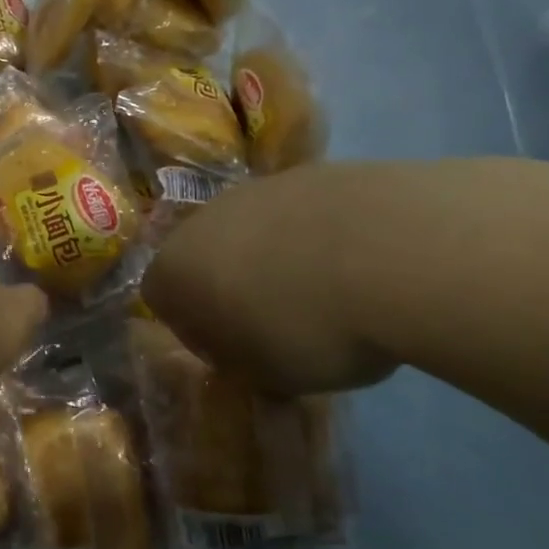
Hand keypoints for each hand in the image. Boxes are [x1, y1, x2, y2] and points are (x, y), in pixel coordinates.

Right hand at [142, 165, 396, 396]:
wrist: (389, 251)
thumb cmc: (308, 327)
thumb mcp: (269, 376)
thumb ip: (243, 363)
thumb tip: (245, 353)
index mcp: (177, 269)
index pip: (159, 297)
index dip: (192, 327)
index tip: (233, 350)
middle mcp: (204, 220)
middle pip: (203, 254)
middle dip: (230, 284)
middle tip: (275, 321)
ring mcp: (256, 189)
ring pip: (251, 229)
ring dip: (274, 257)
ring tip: (325, 290)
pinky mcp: (308, 172)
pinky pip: (297, 213)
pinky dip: (315, 235)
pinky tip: (357, 262)